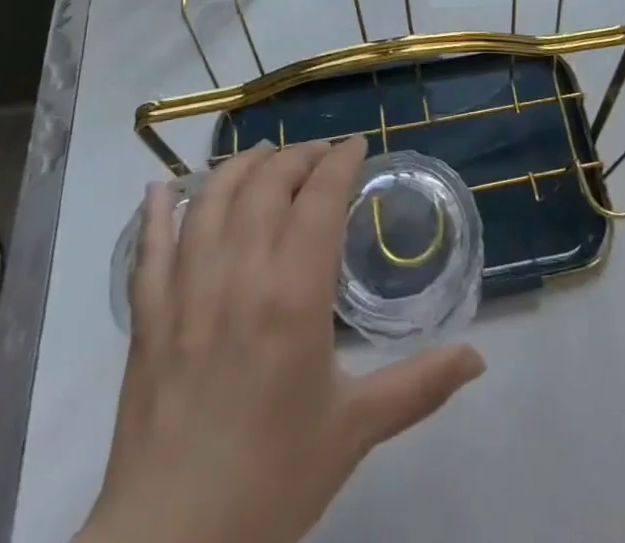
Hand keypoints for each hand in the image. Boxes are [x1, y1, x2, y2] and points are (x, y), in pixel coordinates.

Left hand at [79, 137, 485, 542]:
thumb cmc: (271, 481)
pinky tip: (163, 187)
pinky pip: (150, 243)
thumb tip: (478, 358)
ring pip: (213, 197)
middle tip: (320, 156)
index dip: (340, 160)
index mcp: (294, 290)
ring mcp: (186, 286)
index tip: (356, 144)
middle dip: (298, 156)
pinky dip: (157, 208)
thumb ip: (419, 385)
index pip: (321, 195)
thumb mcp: (354, 430)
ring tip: (262, 157)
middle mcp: (240, 270)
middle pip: (268, 182)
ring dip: (240, 166)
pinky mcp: (146, 313)